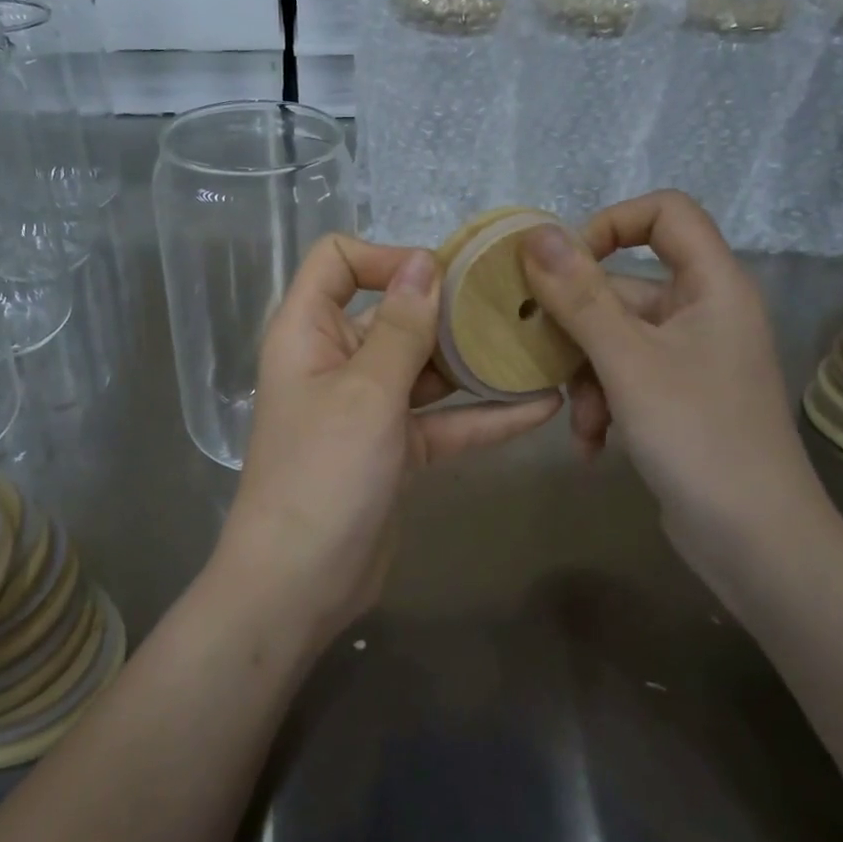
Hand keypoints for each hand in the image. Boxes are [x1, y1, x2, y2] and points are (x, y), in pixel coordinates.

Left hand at [219, 235, 561, 644]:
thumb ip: (399, 327)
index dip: (386, 257)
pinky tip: (542, 406)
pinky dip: (485, 416)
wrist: (301, 584)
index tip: (442, 276)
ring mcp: (368, 407)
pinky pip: (443, 421)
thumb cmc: (323, 474)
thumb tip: (423, 262)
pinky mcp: (395, 449)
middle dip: (450, 308)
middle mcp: (336, 360)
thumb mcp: (366, 392)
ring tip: (539, 345)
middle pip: (393, 313)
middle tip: (516, 304)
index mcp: (309, 332)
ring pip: (425, 369)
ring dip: (476, 362)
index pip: (337, 262)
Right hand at [519, 192, 837, 572]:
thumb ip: (580, 296)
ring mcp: (690, 359)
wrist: (756, 542)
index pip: (666, 213)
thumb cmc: (698, 436)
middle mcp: (704, 313)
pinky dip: (603, 406)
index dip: (610, 225)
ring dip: (585, 378)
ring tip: (580, 423)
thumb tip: (535, 234)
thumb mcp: (628, 362)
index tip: (561, 267)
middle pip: (624, 286)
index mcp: (712, 286)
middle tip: (539, 356)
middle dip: (577, 327)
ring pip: (614, 340)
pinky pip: (625, 379)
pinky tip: (591, 446)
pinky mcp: (677, 399)